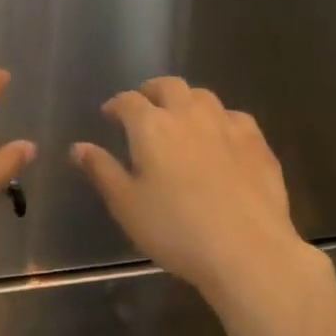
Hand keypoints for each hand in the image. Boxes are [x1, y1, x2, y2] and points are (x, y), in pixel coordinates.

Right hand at [72, 78, 321, 310]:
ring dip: (186, 101)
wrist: (247, 250)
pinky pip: (234, 117)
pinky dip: (220, 120)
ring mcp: (226, 124)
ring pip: (203, 96)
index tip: (110, 115)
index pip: (128, 101)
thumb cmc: (176, 230)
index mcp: (151, 126)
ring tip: (181, 118)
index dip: (116, 104)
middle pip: (168, 86)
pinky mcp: (257, 142)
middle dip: (152, 91)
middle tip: (145, 107)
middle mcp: (188, 114)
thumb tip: (78, 147)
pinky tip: (221, 138)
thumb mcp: (127, 205)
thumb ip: (102, 171)